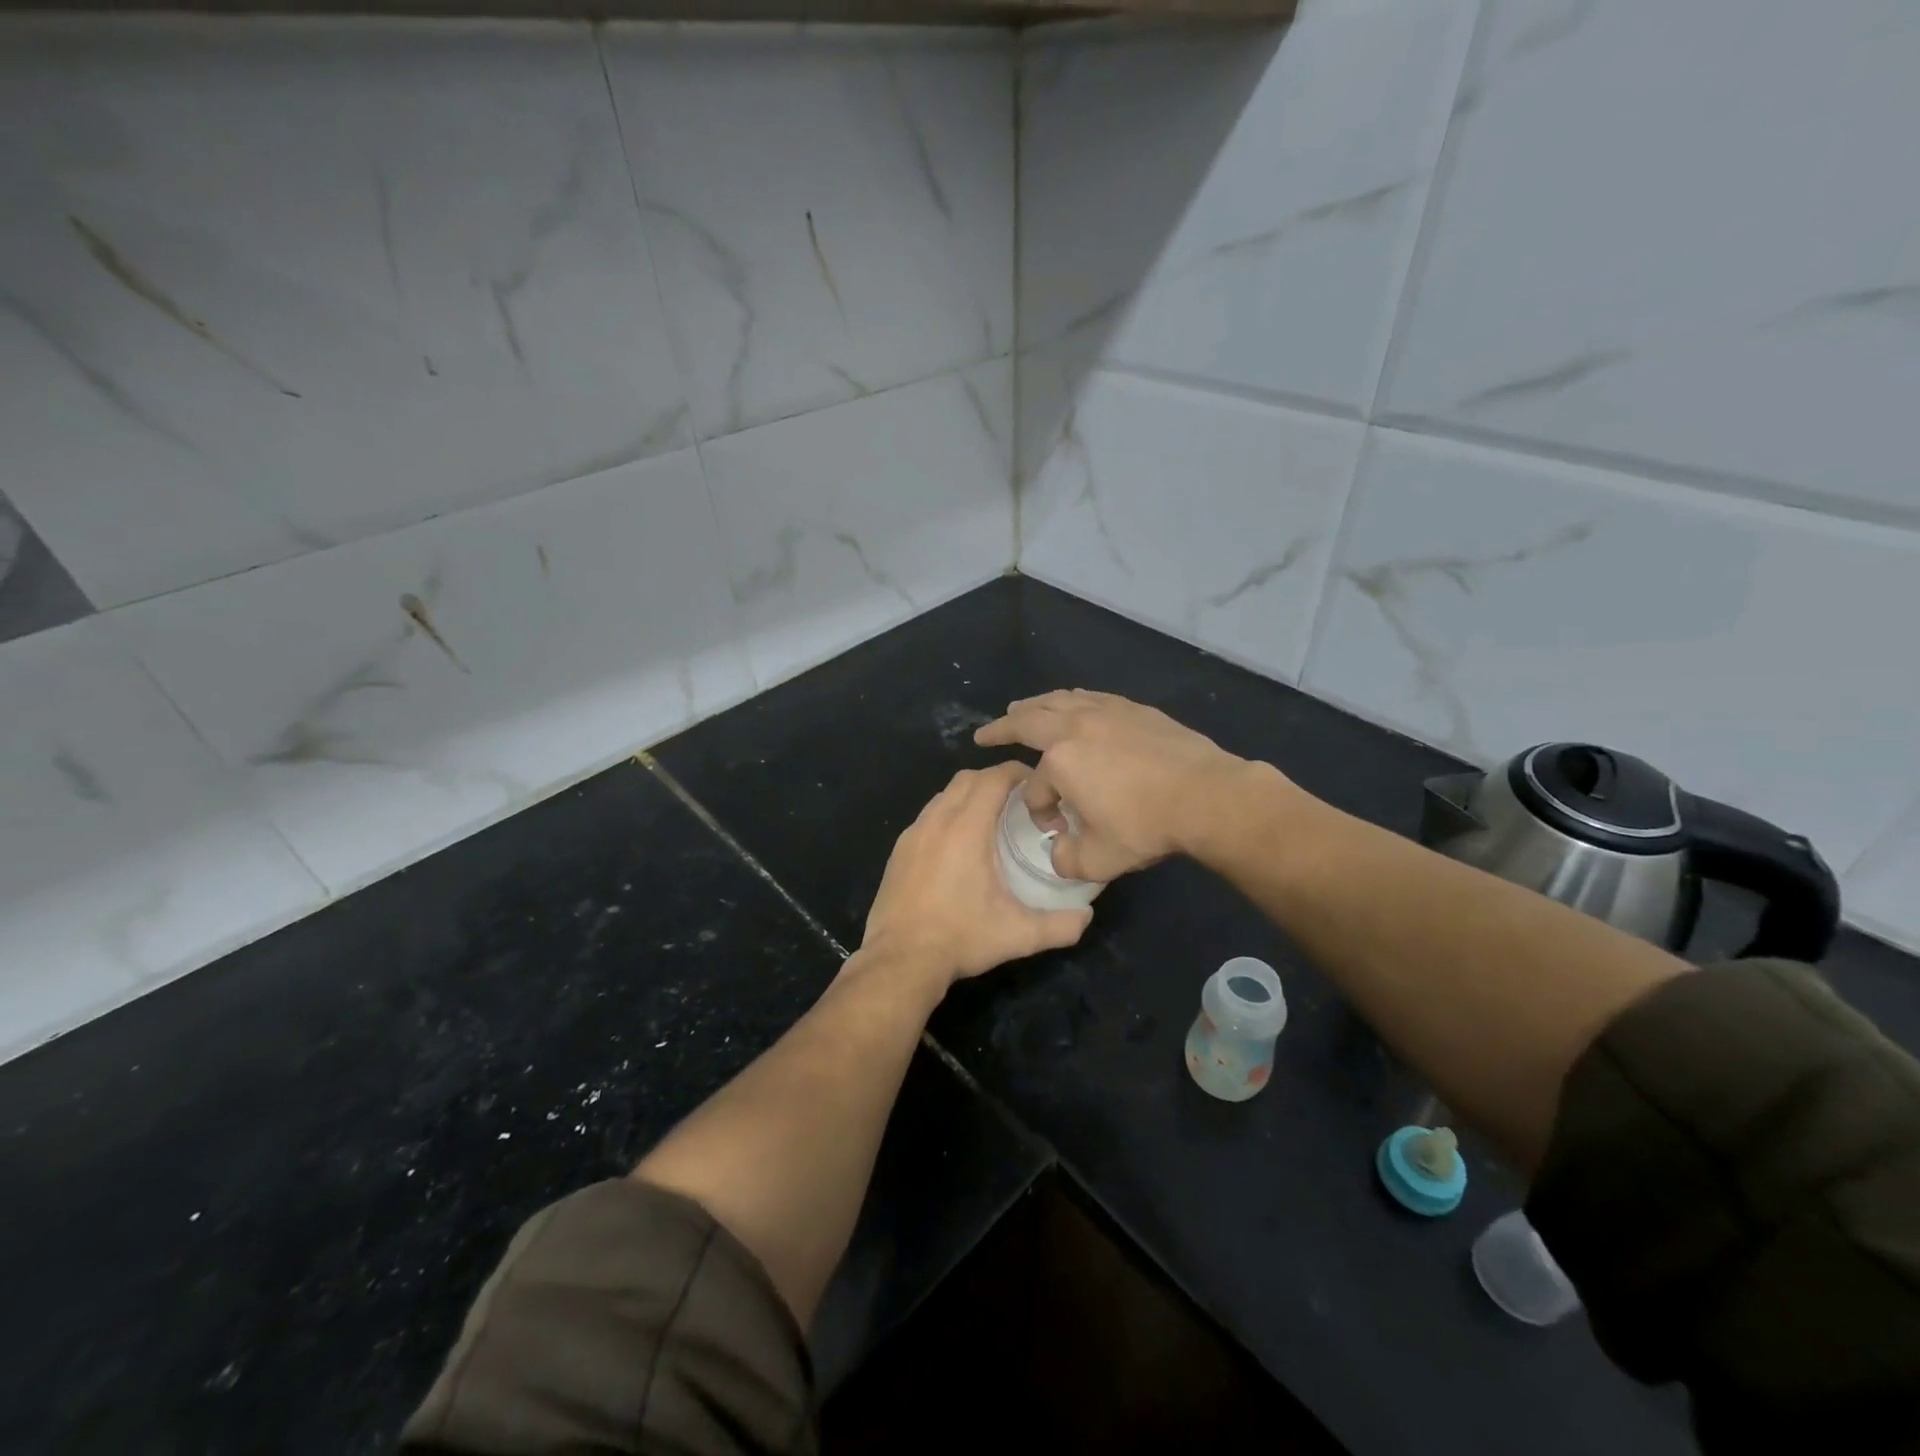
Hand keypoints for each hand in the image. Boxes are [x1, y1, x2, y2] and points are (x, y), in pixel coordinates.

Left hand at [860, 761, 1093, 984]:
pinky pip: (927, 817)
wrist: (900, 959)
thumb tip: (1087, 917)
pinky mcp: (899, 850)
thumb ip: (1059, 925)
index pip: (993, 778)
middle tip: (1018, 801)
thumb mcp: (1018, 935)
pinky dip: (947, 816)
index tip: (1036, 784)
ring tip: (990, 820)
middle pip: (967, 779)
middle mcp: (937, 821)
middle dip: (993, 780)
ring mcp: (913, 834)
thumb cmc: (960, 938)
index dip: (1016, 772)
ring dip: (968, 796)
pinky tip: (957, 846)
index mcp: (966, 828)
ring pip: (943, 795)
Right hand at [973, 689, 1254, 881]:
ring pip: (1059, 700)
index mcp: (1060, 760)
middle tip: (986, 733)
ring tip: (1022, 708)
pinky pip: (1091, 697)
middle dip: (1003, 728)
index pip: (1036, 787)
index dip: (1039, 811)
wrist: (1206, 796)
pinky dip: (1071, 699)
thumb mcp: (1098, 859)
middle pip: (1029, 721)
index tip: (1057, 830)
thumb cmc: (1146, 826)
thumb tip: (1058, 852)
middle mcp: (1076, 726)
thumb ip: (1066, 859)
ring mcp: (1106, 712)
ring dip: (1035, 706)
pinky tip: (1073, 702)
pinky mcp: (1134, 709)